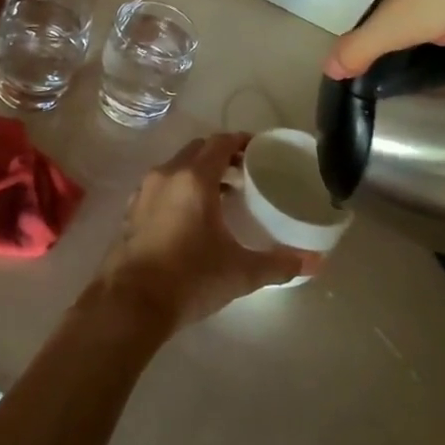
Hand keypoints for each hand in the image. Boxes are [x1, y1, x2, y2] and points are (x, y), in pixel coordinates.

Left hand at [92, 133, 304, 329]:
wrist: (130, 303)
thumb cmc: (189, 278)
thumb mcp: (240, 272)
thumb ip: (278, 264)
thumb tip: (314, 262)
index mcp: (194, 178)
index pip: (220, 143)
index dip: (241, 141)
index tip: (258, 150)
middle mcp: (167, 175)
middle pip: (197, 150)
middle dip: (220, 156)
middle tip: (243, 173)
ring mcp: (144, 191)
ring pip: (176, 167)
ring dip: (198, 172)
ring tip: (221, 195)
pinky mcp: (130, 211)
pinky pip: (160, 187)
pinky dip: (178, 189)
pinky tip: (189, 217)